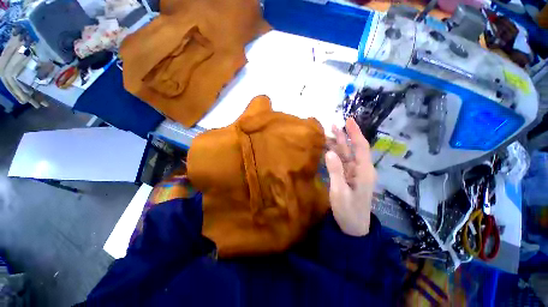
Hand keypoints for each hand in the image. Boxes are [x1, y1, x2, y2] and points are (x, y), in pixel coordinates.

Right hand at [325, 118, 375, 235]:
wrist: (353, 227)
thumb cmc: (348, 211)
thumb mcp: (340, 192)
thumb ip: (335, 171)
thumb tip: (329, 152)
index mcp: (364, 171)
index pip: (361, 147)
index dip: (355, 133)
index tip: (348, 120)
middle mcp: (361, 169)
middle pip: (353, 148)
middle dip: (344, 136)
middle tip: (333, 124)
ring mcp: (354, 173)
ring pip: (346, 154)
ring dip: (338, 144)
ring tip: (328, 133)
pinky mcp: (348, 177)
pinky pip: (342, 162)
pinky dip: (335, 154)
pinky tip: (328, 149)